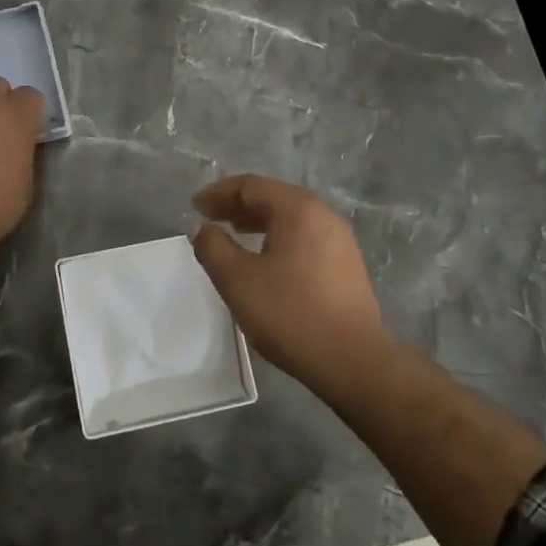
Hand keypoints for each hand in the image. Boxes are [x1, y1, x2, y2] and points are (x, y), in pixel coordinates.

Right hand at [190, 174, 397, 396]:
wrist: (351, 360)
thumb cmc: (290, 314)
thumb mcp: (238, 280)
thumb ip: (213, 248)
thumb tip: (200, 227)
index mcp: (297, 209)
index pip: (251, 186)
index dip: (218, 193)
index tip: (194, 207)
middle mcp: (322, 214)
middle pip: (273, 197)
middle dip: (237, 205)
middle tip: (210, 218)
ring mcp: (339, 239)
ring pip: (290, 217)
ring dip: (258, 221)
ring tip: (233, 233)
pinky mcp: (345, 263)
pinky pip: (304, 236)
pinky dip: (278, 237)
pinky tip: (266, 259)